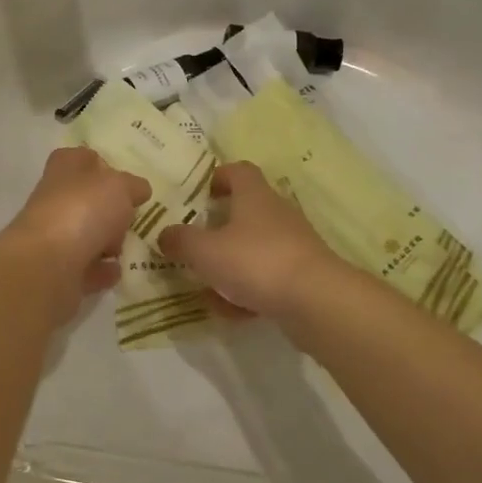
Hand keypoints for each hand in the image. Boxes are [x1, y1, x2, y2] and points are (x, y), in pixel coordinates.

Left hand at [0, 147, 150, 319]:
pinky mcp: (57, 271)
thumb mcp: (119, 186)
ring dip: (106, 241)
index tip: (125, 181)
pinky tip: (118, 270)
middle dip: (110, 209)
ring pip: (85, 235)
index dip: (103, 166)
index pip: (81, 158)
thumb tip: (138, 189)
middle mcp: (54, 200)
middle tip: (132, 217)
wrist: (47, 266)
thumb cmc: (82, 211)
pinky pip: (85, 268)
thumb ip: (132, 185)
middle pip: (85, 199)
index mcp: (64, 169)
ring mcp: (53, 237)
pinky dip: (101, 270)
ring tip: (128, 246)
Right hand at [157, 161, 343, 319]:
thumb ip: (181, 241)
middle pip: (247, 210)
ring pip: (255, 248)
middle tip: (196, 241)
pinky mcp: (303, 276)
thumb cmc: (256, 261)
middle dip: (220, 227)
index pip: (239, 171)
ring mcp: (293, 245)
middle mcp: (276, 214)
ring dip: (231, 263)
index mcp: (254, 196)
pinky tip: (229, 312)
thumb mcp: (205, 251)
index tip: (202, 194)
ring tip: (205, 285)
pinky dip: (247, 291)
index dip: (220, 177)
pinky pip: (267, 278)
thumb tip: (165, 235)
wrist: (316, 301)